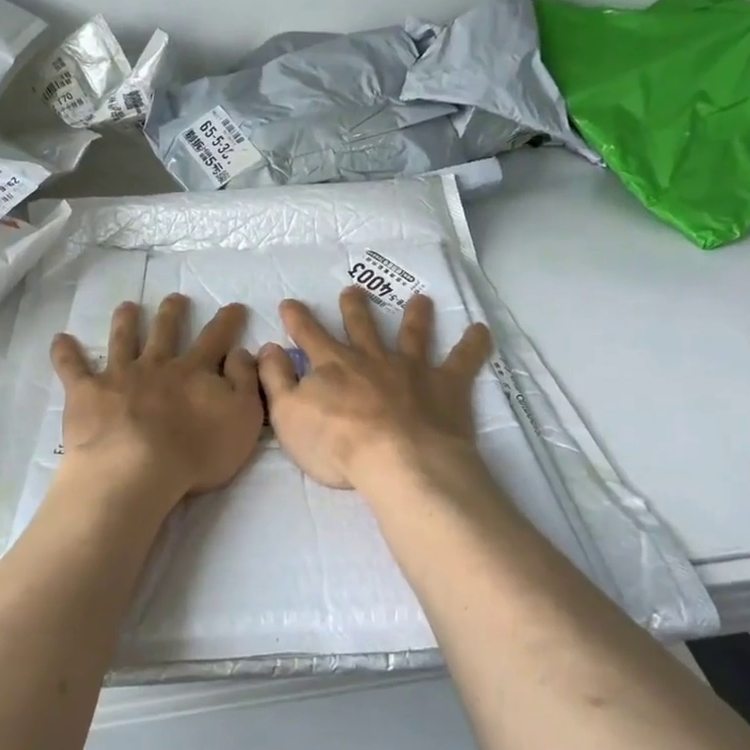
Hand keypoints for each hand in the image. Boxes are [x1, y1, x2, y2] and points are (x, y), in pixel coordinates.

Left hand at [49, 295, 262, 510]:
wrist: (137, 469)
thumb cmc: (196, 451)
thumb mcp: (242, 418)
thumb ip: (244, 382)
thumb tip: (241, 351)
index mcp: (193, 372)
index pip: (215, 340)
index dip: (226, 322)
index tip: (233, 306)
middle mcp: (157, 365)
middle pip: (165, 332)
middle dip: (172, 313)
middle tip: (175, 298)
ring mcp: (119, 376)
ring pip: (123, 340)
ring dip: (125, 322)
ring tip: (127, 306)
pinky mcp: (87, 393)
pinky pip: (72, 368)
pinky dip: (65, 353)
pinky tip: (60, 339)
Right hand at [258, 288, 492, 497]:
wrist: (397, 459)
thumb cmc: (336, 443)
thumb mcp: (287, 415)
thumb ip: (275, 379)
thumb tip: (267, 348)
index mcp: (332, 365)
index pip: (308, 335)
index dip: (297, 319)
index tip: (290, 303)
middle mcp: (371, 358)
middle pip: (361, 326)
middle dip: (354, 307)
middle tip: (352, 290)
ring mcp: (411, 368)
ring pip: (411, 334)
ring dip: (415, 316)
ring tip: (420, 299)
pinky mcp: (445, 385)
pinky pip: (462, 360)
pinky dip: (473, 344)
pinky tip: (482, 330)